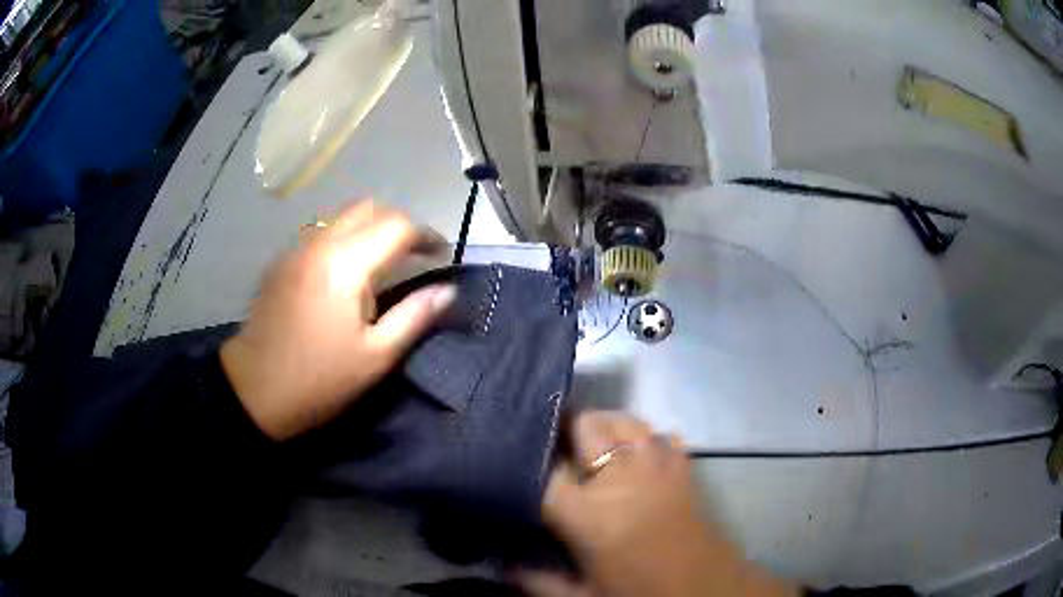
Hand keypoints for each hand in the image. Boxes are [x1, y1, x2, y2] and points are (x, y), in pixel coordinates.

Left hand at [220, 202, 454, 440]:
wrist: (252, 391)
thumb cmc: (319, 380)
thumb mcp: (376, 357)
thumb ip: (415, 316)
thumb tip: (448, 290)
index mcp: (345, 264)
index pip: (397, 226)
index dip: (427, 235)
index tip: (442, 255)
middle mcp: (319, 243)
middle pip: (369, 208)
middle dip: (398, 225)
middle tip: (414, 256)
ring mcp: (296, 250)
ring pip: (342, 218)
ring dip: (369, 230)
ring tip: (383, 265)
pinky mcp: (281, 262)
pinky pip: (321, 234)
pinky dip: (344, 241)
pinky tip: (344, 276)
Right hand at [521, 412, 794, 596]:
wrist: (705, 587)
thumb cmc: (639, 592)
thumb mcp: (582, 595)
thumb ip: (537, 581)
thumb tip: (504, 566)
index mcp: (588, 513)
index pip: (545, 469)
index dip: (530, 461)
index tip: (522, 463)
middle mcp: (620, 477)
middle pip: (585, 424)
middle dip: (566, 430)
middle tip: (556, 449)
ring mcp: (656, 465)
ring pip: (623, 418)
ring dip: (604, 427)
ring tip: (595, 447)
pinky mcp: (682, 466)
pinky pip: (659, 434)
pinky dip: (644, 438)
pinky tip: (637, 456)